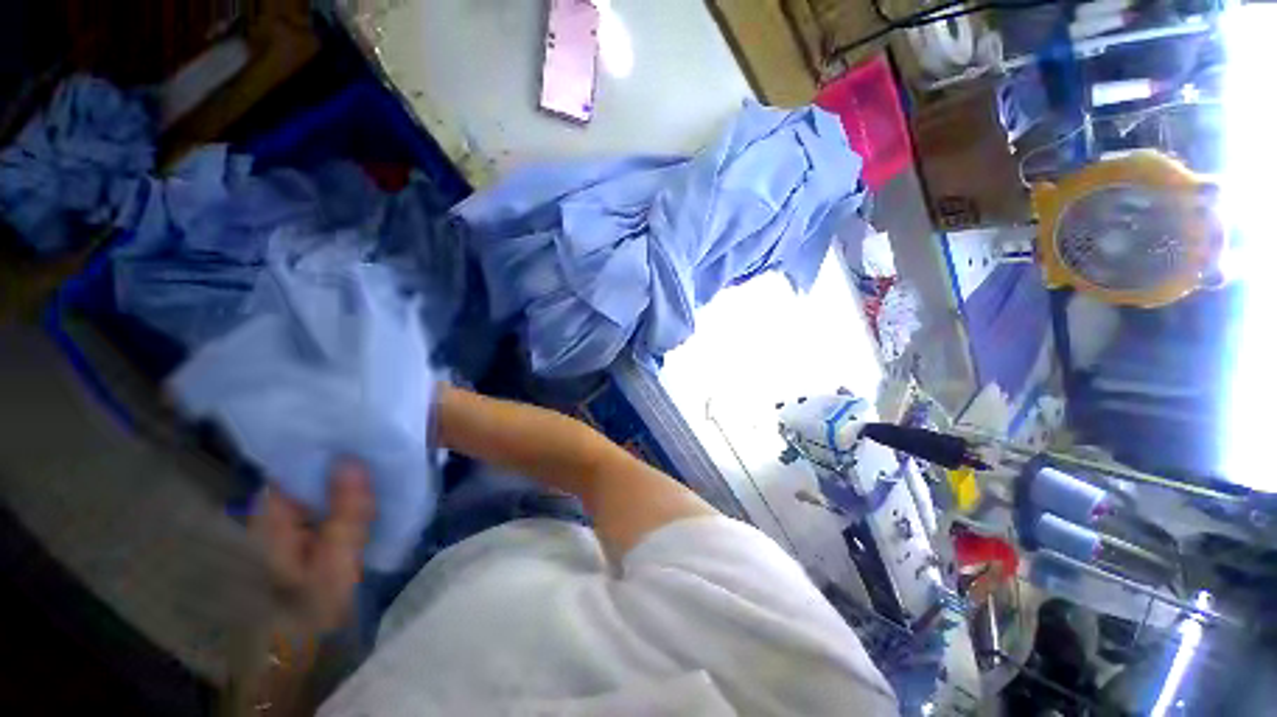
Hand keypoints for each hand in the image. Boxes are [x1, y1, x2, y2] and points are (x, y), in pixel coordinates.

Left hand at [252, 461, 374, 633]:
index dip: (327, 445)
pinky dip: (351, 491)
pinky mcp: (310, 528)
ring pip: (323, 484)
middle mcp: (278, 509)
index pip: (296, 463)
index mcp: (273, 515)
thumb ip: (345, 513)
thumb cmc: (313, 607)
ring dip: (350, 474)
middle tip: (383, 444)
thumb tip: (354, 460)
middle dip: (344, 458)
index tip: (364, 432)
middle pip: (310, 471)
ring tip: (384, 458)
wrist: (302, 647)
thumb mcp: (335, 562)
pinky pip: (331, 499)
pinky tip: (375, 485)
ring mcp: (293, 519)